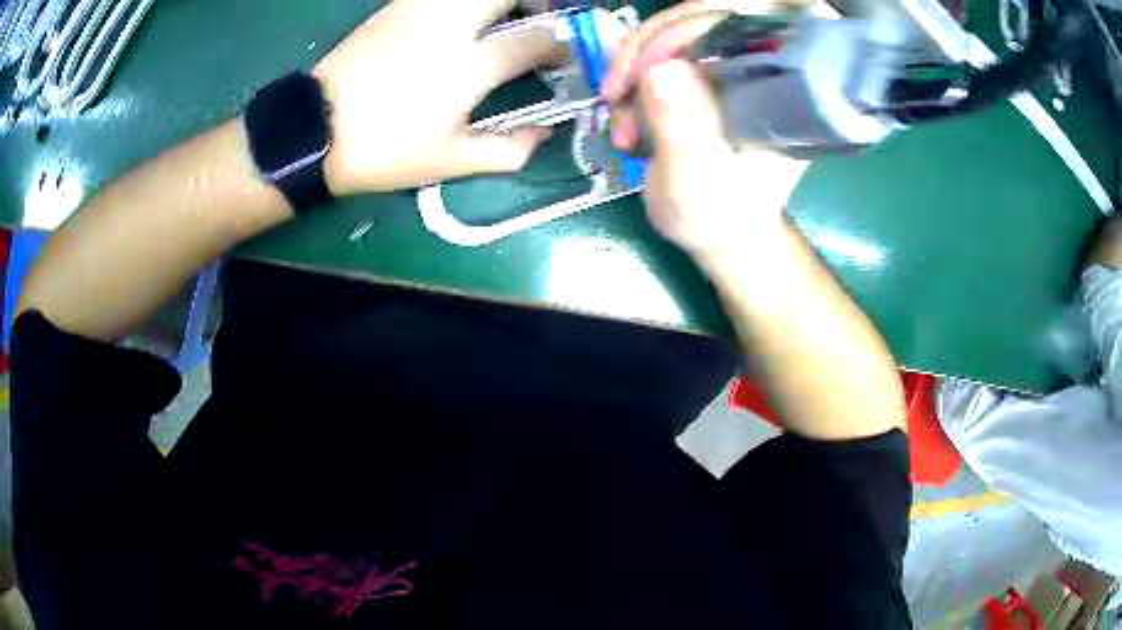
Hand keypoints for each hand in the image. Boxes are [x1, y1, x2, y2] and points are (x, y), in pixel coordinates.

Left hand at [312, 0, 560, 194]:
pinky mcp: (396, 7)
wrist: (314, 131)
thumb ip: (506, 150)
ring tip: (504, 17)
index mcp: (469, 66)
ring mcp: (420, 10)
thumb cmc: (383, 150)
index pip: (536, 41)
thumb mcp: (448, 162)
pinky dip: (464, 1)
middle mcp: (451, 25)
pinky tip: (463, 18)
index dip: (561, 47)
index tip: (564, 58)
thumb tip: (545, 134)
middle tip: (541, 18)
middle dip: (537, 1)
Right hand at [602, 2, 808, 260]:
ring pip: (670, 34)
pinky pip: (658, 55)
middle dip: (644, 51)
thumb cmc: (718, 218)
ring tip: (622, 123)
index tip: (640, 71)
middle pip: (697, 21)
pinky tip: (625, 119)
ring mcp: (727, 70)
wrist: (718, 234)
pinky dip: (630, 81)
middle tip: (614, 92)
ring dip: (631, 71)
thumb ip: (682, 130)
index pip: (735, 28)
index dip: (682, 31)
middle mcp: (755, 70)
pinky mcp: (702, 78)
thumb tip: (658, 68)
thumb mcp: (696, 183)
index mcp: (775, 90)